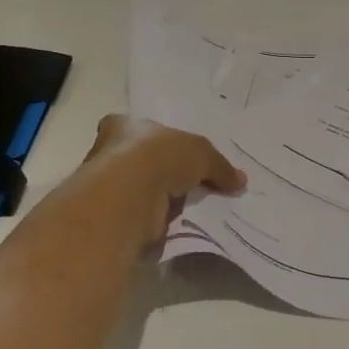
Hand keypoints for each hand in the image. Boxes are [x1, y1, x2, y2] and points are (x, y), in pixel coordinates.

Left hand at [81, 115, 245, 246]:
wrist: (130, 196)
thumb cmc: (159, 157)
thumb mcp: (201, 153)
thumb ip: (219, 166)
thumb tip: (240, 180)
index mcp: (123, 126)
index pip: (140, 128)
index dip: (161, 140)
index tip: (180, 154)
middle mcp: (108, 152)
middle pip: (142, 159)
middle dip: (165, 171)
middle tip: (192, 183)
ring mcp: (108, 186)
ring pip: (142, 189)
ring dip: (162, 198)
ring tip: (190, 207)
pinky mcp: (114, 215)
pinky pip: (142, 214)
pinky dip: (157, 219)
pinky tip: (177, 223)